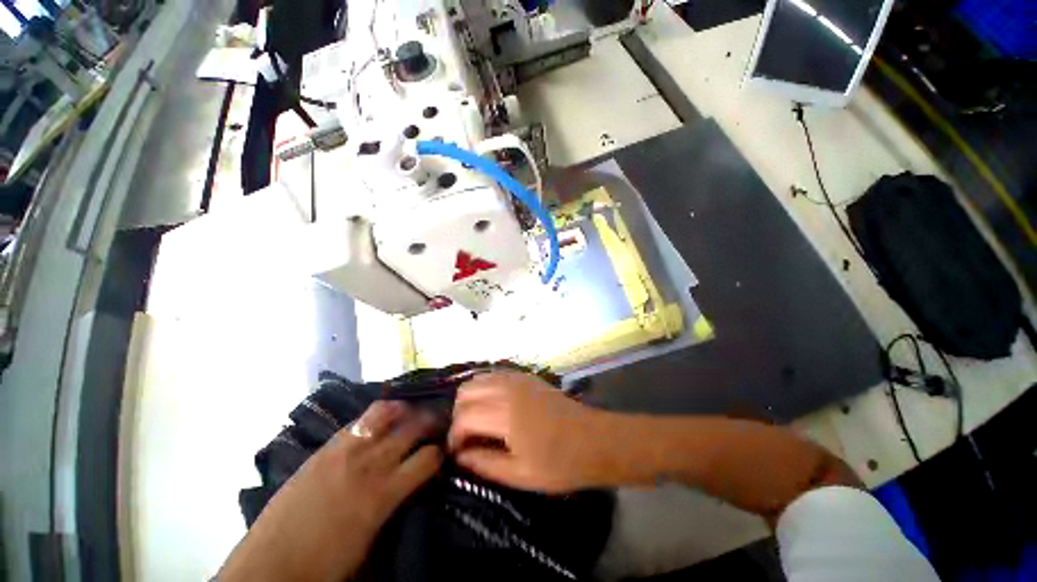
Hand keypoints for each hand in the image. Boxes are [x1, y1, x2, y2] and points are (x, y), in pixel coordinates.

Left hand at [220, 402, 442, 581]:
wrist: (271, 565)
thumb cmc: (327, 564)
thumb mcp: (374, 543)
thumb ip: (397, 506)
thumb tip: (415, 485)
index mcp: (385, 493)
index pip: (428, 458)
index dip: (441, 452)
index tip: (444, 451)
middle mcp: (371, 463)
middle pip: (412, 428)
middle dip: (431, 422)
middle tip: (437, 423)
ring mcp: (346, 451)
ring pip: (386, 413)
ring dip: (404, 410)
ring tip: (411, 411)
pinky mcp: (326, 448)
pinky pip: (358, 420)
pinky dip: (377, 414)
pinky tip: (383, 415)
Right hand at [448, 370, 606, 491]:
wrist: (594, 440)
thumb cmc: (560, 463)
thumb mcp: (520, 474)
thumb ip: (484, 464)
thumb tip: (459, 456)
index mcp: (505, 414)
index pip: (463, 418)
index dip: (454, 436)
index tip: (456, 453)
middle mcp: (507, 389)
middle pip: (466, 392)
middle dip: (459, 415)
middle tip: (468, 437)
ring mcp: (517, 378)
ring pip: (478, 378)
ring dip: (471, 399)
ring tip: (478, 421)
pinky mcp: (526, 375)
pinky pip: (495, 374)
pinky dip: (486, 388)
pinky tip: (494, 406)